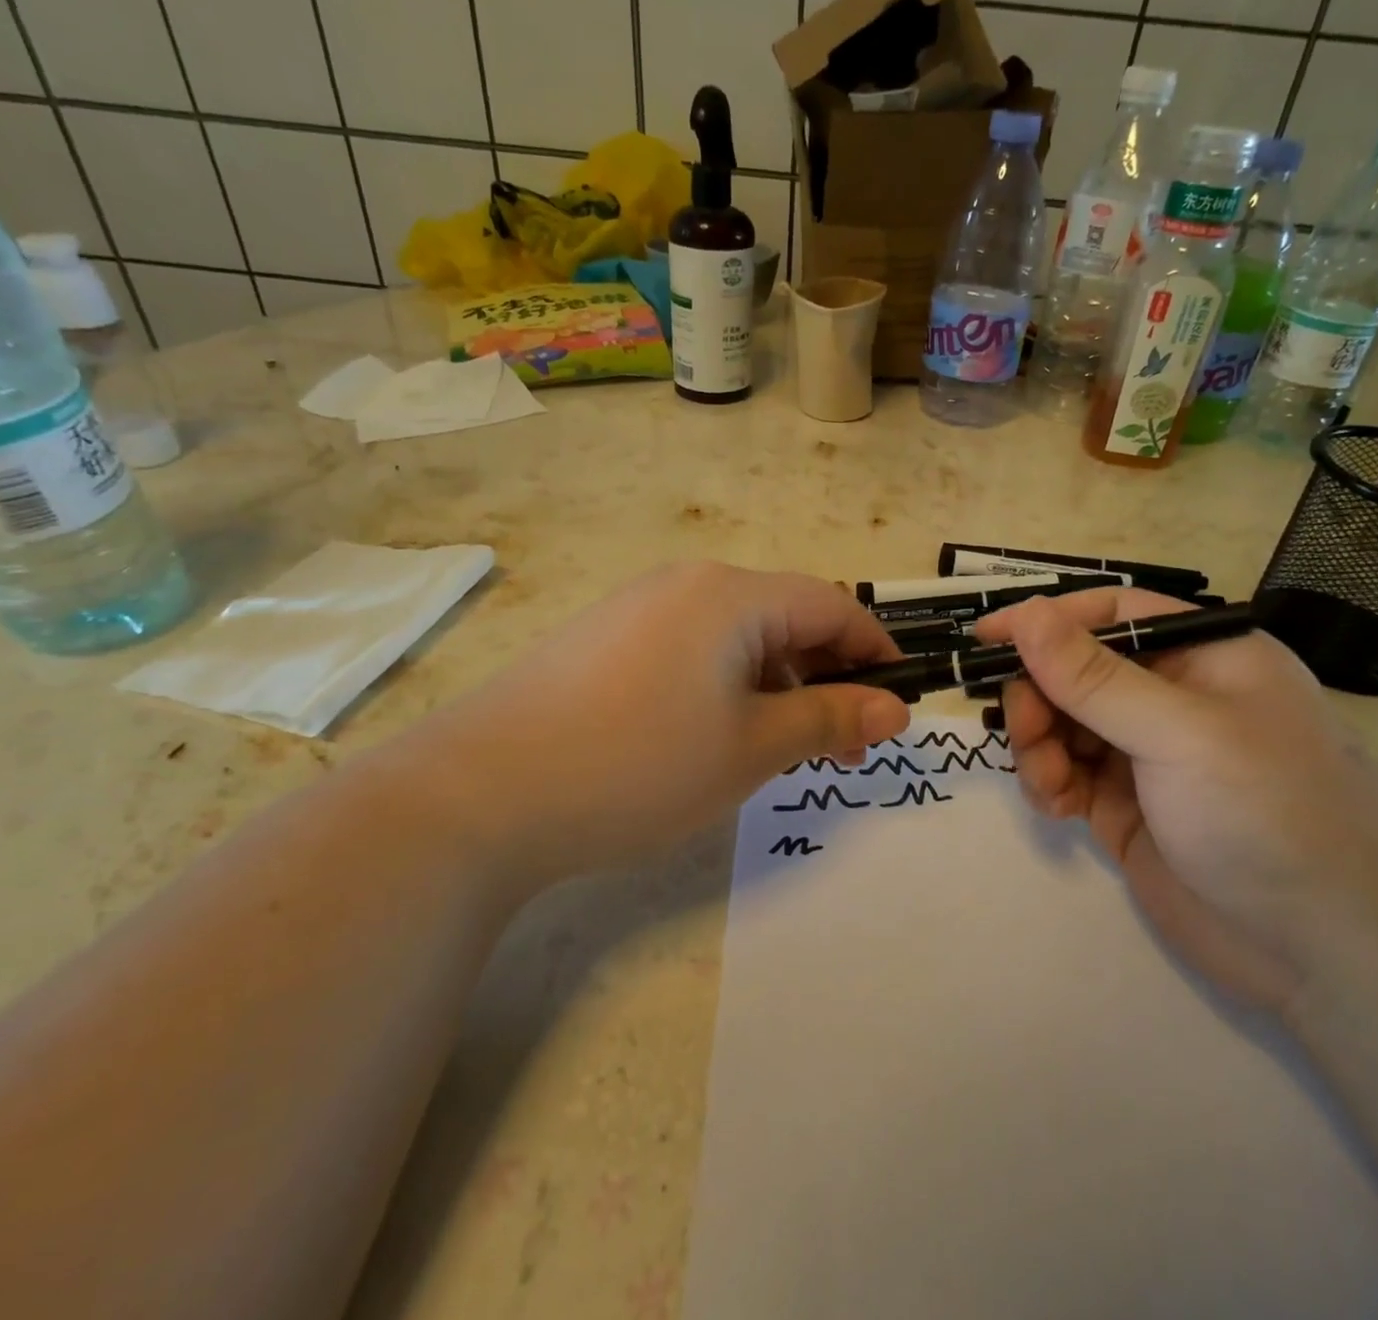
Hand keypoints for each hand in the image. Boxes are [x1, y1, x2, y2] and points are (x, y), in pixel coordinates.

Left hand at [398, 562, 909, 882]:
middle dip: (826, 676)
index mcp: (731, 594)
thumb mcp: (752, 748)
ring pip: (737, 636)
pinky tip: (711, 736)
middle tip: (841, 746)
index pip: (832, 605)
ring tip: (778, 749)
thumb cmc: (638, 764)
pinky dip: (727, 685)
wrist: (479, 794)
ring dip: (777, 684)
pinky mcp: (605, 639)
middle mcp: (687, 583)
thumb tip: (895, 708)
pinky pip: (692, 649)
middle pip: (785, 617)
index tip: (899, 704)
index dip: (875, 651)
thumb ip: (830, 720)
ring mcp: (638, 607)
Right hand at [973, 588, 1377, 1011]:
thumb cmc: (1268, 816)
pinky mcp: (1127, 805)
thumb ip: (1094, 677)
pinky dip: (1048, 782)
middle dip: (1039, 696)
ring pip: (1063, 722)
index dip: (1047, 621)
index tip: (985, 638)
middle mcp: (1174, 697)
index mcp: (1205, 656)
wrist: (1332, 956)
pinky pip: (1066, 772)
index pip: (1110, 614)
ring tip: (1048, 784)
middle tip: (1024, 733)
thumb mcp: (1179, 734)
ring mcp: (1148, 755)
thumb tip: (1028, 615)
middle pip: (1075, 670)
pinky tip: (1057, 807)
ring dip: (1039, 745)